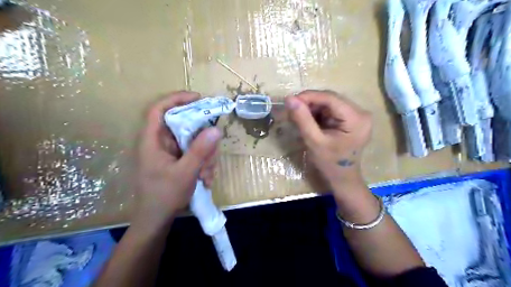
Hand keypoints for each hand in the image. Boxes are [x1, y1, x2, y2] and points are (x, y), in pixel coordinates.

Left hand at [135, 92, 221, 225]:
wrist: (157, 220)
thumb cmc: (164, 196)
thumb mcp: (185, 173)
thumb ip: (200, 151)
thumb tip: (216, 129)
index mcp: (152, 141)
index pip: (160, 109)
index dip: (177, 99)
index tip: (199, 98)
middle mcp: (161, 142)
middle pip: (184, 126)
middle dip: (202, 140)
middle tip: (212, 154)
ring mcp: (170, 152)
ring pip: (193, 141)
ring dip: (205, 156)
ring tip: (207, 175)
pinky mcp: (177, 160)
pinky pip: (195, 153)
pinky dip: (203, 163)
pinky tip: (205, 179)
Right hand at [284, 90, 371, 190]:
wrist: (343, 178)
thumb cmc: (330, 164)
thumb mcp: (314, 141)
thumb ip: (302, 119)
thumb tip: (289, 98)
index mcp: (356, 119)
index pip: (330, 98)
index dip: (309, 96)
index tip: (290, 100)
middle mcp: (360, 113)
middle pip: (331, 99)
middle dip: (310, 103)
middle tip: (292, 110)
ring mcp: (357, 115)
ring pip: (329, 103)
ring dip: (312, 108)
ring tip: (298, 116)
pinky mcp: (351, 119)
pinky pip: (331, 110)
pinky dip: (318, 113)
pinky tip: (308, 120)